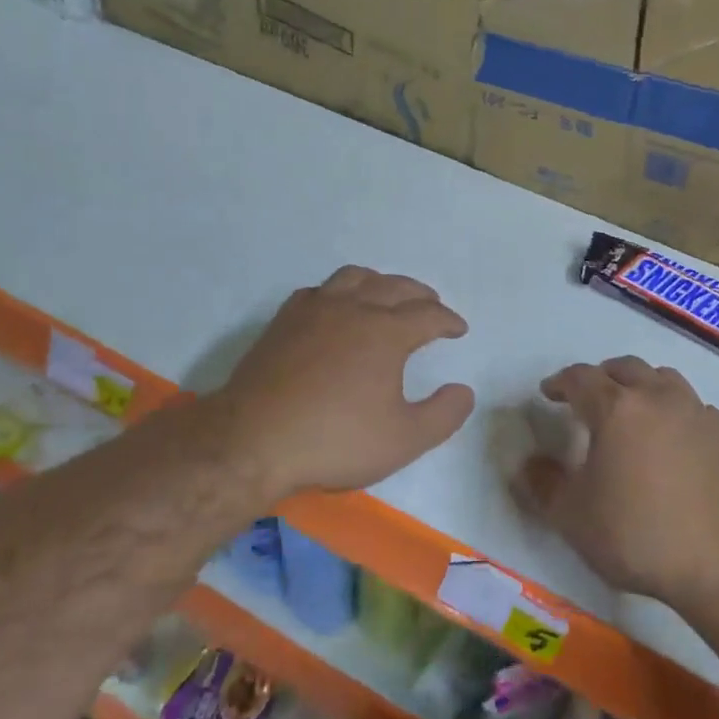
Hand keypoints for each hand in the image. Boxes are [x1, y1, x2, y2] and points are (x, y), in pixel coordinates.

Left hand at [198, 266, 473, 506]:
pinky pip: (319, 290)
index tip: (458, 329)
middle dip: (420, 294)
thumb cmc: (336, 440)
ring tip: (387, 295)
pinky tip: (335, 308)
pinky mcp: (284, 320)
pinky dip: (338, 292)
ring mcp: (315, 309)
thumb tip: (464, 391)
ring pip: (355, 278)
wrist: (254, 440)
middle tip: (432, 305)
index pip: (428, 315)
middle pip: (395, 287)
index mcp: (386, 332)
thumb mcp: (404, 440)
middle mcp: (354, 309)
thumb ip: (443, 415)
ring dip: (380, 283)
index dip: (448, 320)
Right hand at [517, 357, 718, 610]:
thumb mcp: (573, 518)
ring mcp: (697, 413)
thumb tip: (528, 463)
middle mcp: (658, 398)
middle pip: (625, 368)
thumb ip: (543, 484)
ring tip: (632, 411)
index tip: (549, 393)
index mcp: (617, 409)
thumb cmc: (639, 536)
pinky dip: (674, 412)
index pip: (581, 378)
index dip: (560, 382)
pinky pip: (693, 408)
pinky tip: (672, 440)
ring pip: (664, 380)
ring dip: (641, 386)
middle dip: (601, 376)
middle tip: (588, 397)